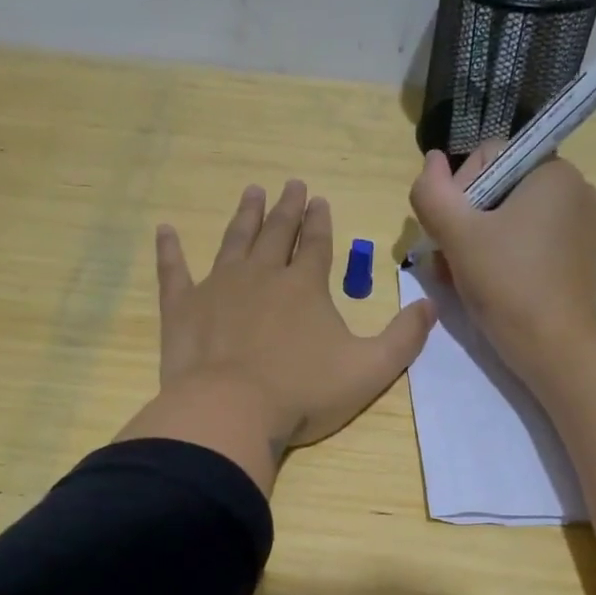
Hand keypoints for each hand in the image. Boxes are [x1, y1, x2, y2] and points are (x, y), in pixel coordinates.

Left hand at [118, 180, 435, 492]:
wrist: (231, 411)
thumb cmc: (303, 392)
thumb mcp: (370, 370)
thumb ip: (404, 338)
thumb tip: (430, 307)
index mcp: (304, 286)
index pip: (316, 244)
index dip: (319, 222)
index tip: (319, 200)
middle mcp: (261, 275)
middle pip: (276, 233)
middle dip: (286, 208)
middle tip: (290, 184)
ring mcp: (218, 287)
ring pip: (233, 241)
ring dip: (244, 216)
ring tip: (251, 192)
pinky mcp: (183, 308)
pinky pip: (174, 271)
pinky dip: (170, 251)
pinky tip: (165, 230)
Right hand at [409, 144, 595, 385]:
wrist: (555, 348)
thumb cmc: (507, 283)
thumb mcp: (457, 234)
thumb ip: (432, 192)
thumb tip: (431, 161)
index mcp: (553, 171)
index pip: (486, 157)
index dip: (456, 191)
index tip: (448, 232)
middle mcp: (573, 189)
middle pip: (496, 189)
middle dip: (464, 222)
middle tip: (448, 260)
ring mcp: (578, 225)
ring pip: (508, 219)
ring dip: (474, 243)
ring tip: (458, 277)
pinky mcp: (574, 257)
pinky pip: (526, 242)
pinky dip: (500, 256)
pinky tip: (482, 285)